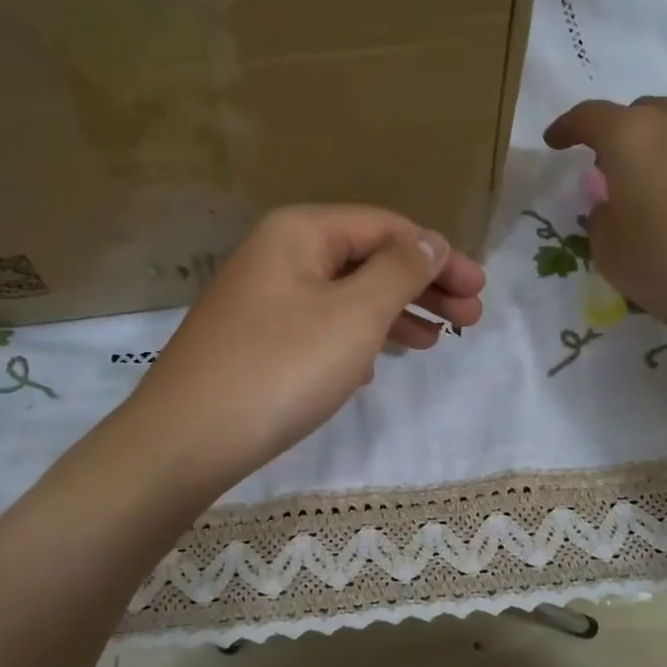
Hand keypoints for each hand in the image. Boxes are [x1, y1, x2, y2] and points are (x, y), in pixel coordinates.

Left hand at [130, 205, 485, 486]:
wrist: (187, 439)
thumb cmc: (281, 368)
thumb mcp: (354, 314)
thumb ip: (400, 271)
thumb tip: (430, 241)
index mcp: (300, 232)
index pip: (385, 227)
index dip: (439, 255)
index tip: (479, 289)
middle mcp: (278, 255)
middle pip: (366, 260)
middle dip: (423, 287)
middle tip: (471, 319)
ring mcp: (263, 300)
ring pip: (345, 296)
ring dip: (395, 315)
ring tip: (436, 341)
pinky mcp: (256, 341)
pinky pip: (320, 326)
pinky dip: (356, 339)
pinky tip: (376, 365)